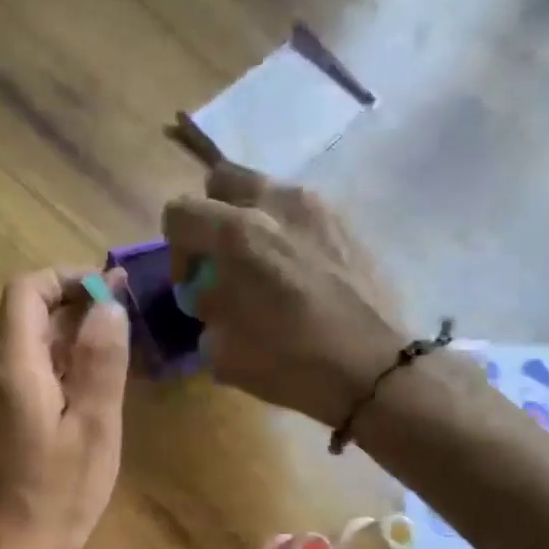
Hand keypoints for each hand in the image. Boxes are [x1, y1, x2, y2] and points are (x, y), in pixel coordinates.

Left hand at [0, 268, 129, 548]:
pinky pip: (21, 381)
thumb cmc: (61, 496)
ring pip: (24, 350)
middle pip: (25, 318)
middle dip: (73, 310)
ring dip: (66, 344)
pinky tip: (84, 400)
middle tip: (123, 327)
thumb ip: (100, 361)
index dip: (65, 280)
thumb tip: (107, 303)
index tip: (107, 293)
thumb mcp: (94, 427)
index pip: (25, 291)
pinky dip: (53, 373)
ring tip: (111, 363)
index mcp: (12, 370)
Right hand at [162, 164, 411, 428]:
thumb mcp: (221, 349)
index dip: (176, 250)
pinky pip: (299, 211)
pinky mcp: (346, 220)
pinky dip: (286, 232)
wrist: (372, 368)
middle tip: (222, 260)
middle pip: (222, 180)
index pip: (179, 212)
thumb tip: (211, 293)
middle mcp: (275, 203)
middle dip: (212, 216)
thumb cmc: (289, 361)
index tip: (193, 284)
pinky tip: (297, 274)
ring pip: (264, 191)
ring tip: (263, 268)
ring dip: (251, 221)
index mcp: (237, 233)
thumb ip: (206, 309)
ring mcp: (317, 206)